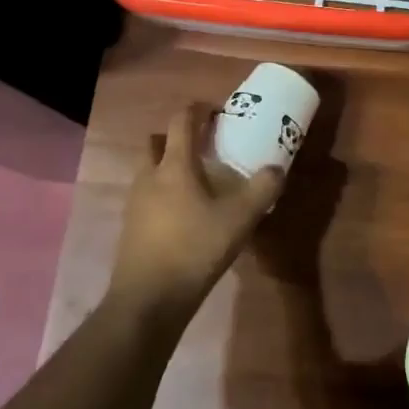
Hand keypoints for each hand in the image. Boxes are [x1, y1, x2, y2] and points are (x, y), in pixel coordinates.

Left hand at [107, 104, 284, 318]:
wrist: (148, 298)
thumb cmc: (194, 249)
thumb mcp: (239, 219)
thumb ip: (262, 190)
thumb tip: (277, 168)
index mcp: (174, 166)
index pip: (181, 121)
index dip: (198, 110)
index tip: (217, 111)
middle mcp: (149, 176)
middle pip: (157, 142)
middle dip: (178, 137)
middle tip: (204, 147)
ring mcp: (135, 202)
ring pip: (150, 169)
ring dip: (169, 165)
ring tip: (198, 182)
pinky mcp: (131, 225)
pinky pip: (147, 195)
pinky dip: (164, 192)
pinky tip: (185, 214)